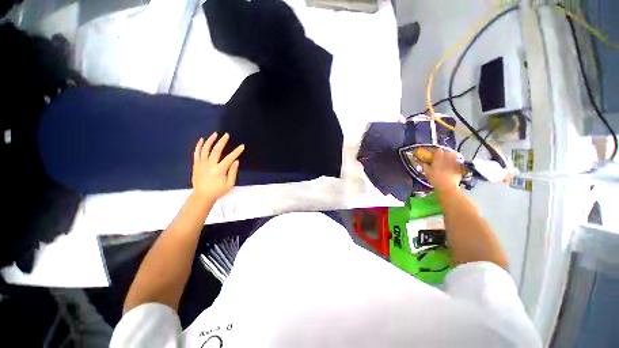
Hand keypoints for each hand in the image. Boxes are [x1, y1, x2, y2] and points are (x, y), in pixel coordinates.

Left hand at [192, 133, 243, 201]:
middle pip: (216, 149)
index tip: (242, 146)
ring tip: (215, 134)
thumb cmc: (218, 191)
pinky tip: (202, 140)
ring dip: (210, 140)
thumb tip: (236, 161)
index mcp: (219, 170)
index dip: (237, 151)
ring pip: (205, 149)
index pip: (230, 157)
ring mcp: (201, 164)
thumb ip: (233, 172)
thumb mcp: (230, 184)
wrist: (202, 196)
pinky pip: (197, 152)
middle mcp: (210, 164)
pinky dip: (199, 145)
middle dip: (222, 141)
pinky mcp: (196, 164)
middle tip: (226, 135)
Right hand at [422, 149, 461, 191]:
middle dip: (444, 153)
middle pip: (447, 152)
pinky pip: (457, 163)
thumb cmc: (435, 179)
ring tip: (446, 160)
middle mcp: (448, 159)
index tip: (432, 154)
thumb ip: (425, 166)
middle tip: (440, 157)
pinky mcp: (459, 168)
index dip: (434, 151)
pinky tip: (451, 167)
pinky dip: (454, 163)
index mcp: (439, 158)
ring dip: (450, 157)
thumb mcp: (427, 172)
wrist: (447, 187)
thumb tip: (424, 163)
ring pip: (454, 156)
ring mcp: (455, 163)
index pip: (438, 150)